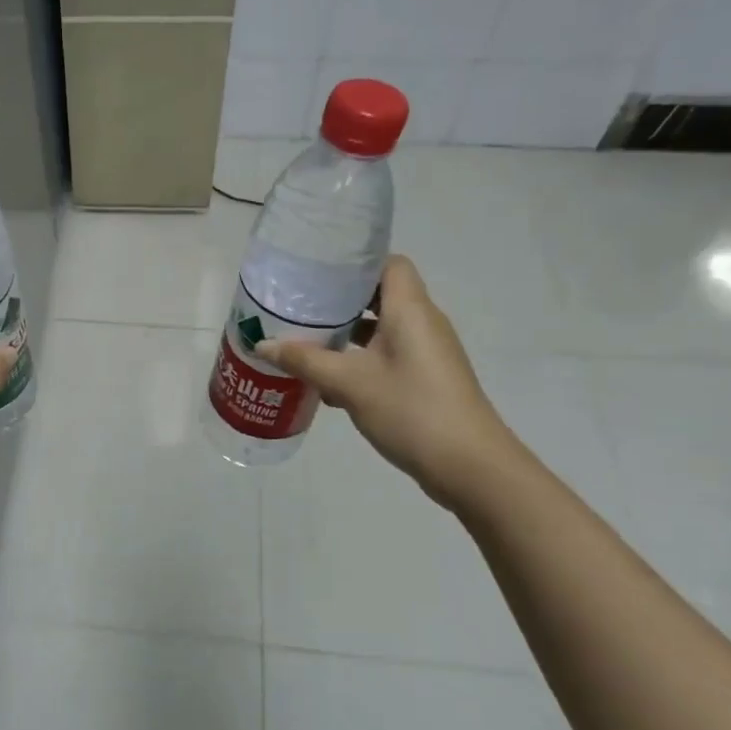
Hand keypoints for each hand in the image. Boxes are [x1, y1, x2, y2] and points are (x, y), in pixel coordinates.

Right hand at [258, 256, 519, 507]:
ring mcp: (426, 353)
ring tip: (305, 341)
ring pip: (381, 330)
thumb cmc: (411, 409)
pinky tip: (328, 381)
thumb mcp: (349, 383)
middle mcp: (422, 323)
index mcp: (410, 310)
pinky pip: (387, 356)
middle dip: (339, 301)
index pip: (389, 264)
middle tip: (299, 306)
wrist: (469, 466)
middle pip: (380, 296)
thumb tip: (262, 344)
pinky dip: (359, 361)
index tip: (318, 273)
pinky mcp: (425, 379)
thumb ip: (304, 360)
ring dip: (346, 335)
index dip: (357, 264)